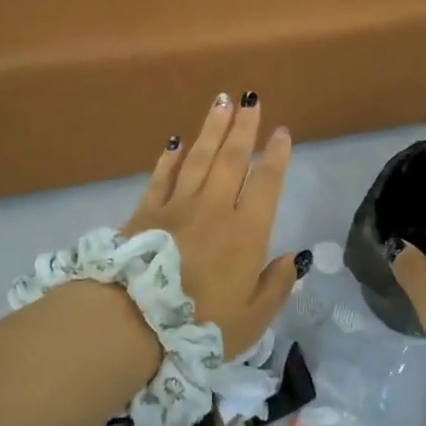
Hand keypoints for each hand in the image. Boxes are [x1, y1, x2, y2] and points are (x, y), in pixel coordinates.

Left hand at [120, 93, 301, 358]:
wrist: (131, 323)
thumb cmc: (198, 326)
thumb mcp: (251, 319)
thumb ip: (276, 286)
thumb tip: (294, 258)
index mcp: (246, 232)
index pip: (266, 183)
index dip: (276, 155)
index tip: (281, 132)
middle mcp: (215, 208)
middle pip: (232, 158)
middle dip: (244, 127)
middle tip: (251, 98)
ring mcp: (177, 206)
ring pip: (198, 158)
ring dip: (211, 128)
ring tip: (221, 102)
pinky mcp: (145, 212)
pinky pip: (162, 176)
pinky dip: (170, 157)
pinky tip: (176, 141)